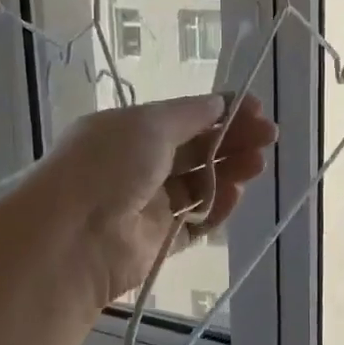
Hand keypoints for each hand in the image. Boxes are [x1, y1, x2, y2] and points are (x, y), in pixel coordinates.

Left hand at [40, 94, 277, 306]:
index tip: (254, 107)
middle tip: (268, 135)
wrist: (75, 235)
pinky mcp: (160, 241)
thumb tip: (219, 103)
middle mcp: (138, 165)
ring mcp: (148, 204)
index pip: (182, 117)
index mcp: (129, 131)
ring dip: (230, 171)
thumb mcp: (149, 124)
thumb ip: (190, 115)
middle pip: (195, 150)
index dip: (219, 111)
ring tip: (257, 163)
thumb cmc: (108, 164)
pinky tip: (236, 193)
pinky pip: (196, 221)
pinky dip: (217, 207)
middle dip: (232, 140)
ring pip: (199, 184)